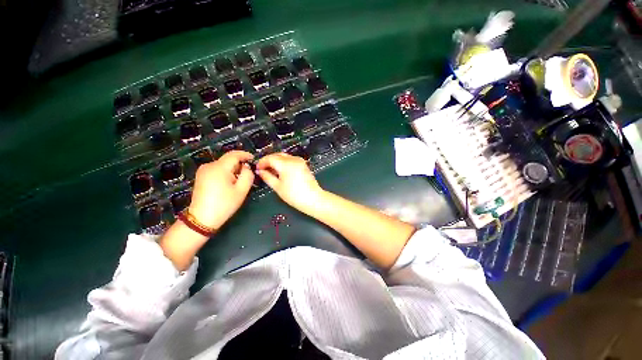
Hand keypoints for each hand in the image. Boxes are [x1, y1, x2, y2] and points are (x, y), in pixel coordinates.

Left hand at [188, 150, 253, 229]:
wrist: (202, 219)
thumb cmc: (224, 204)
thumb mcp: (241, 190)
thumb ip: (248, 175)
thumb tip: (246, 167)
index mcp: (219, 168)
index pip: (234, 154)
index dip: (245, 154)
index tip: (253, 158)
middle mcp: (209, 166)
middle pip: (228, 160)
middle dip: (239, 164)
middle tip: (248, 175)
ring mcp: (203, 171)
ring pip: (223, 165)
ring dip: (233, 170)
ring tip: (238, 182)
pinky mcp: (201, 176)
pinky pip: (216, 170)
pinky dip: (225, 173)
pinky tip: (228, 184)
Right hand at [256, 153, 323, 213]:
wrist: (313, 199)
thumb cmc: (294, 195)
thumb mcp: (278, 187)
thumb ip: (267, 177)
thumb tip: (260, 171)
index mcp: (286, 164)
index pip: (270, 158)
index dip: (262, 162)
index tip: (257, 168)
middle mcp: (293, 159)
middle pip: (277, 155)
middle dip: (269, 160)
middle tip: (263, 169)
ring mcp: (300, 161)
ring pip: (284, 156)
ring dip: (276, 161)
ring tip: (271, 171)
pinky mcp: (303, 165)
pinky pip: (291, 159)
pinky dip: (284, 162)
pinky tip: (281, 171)